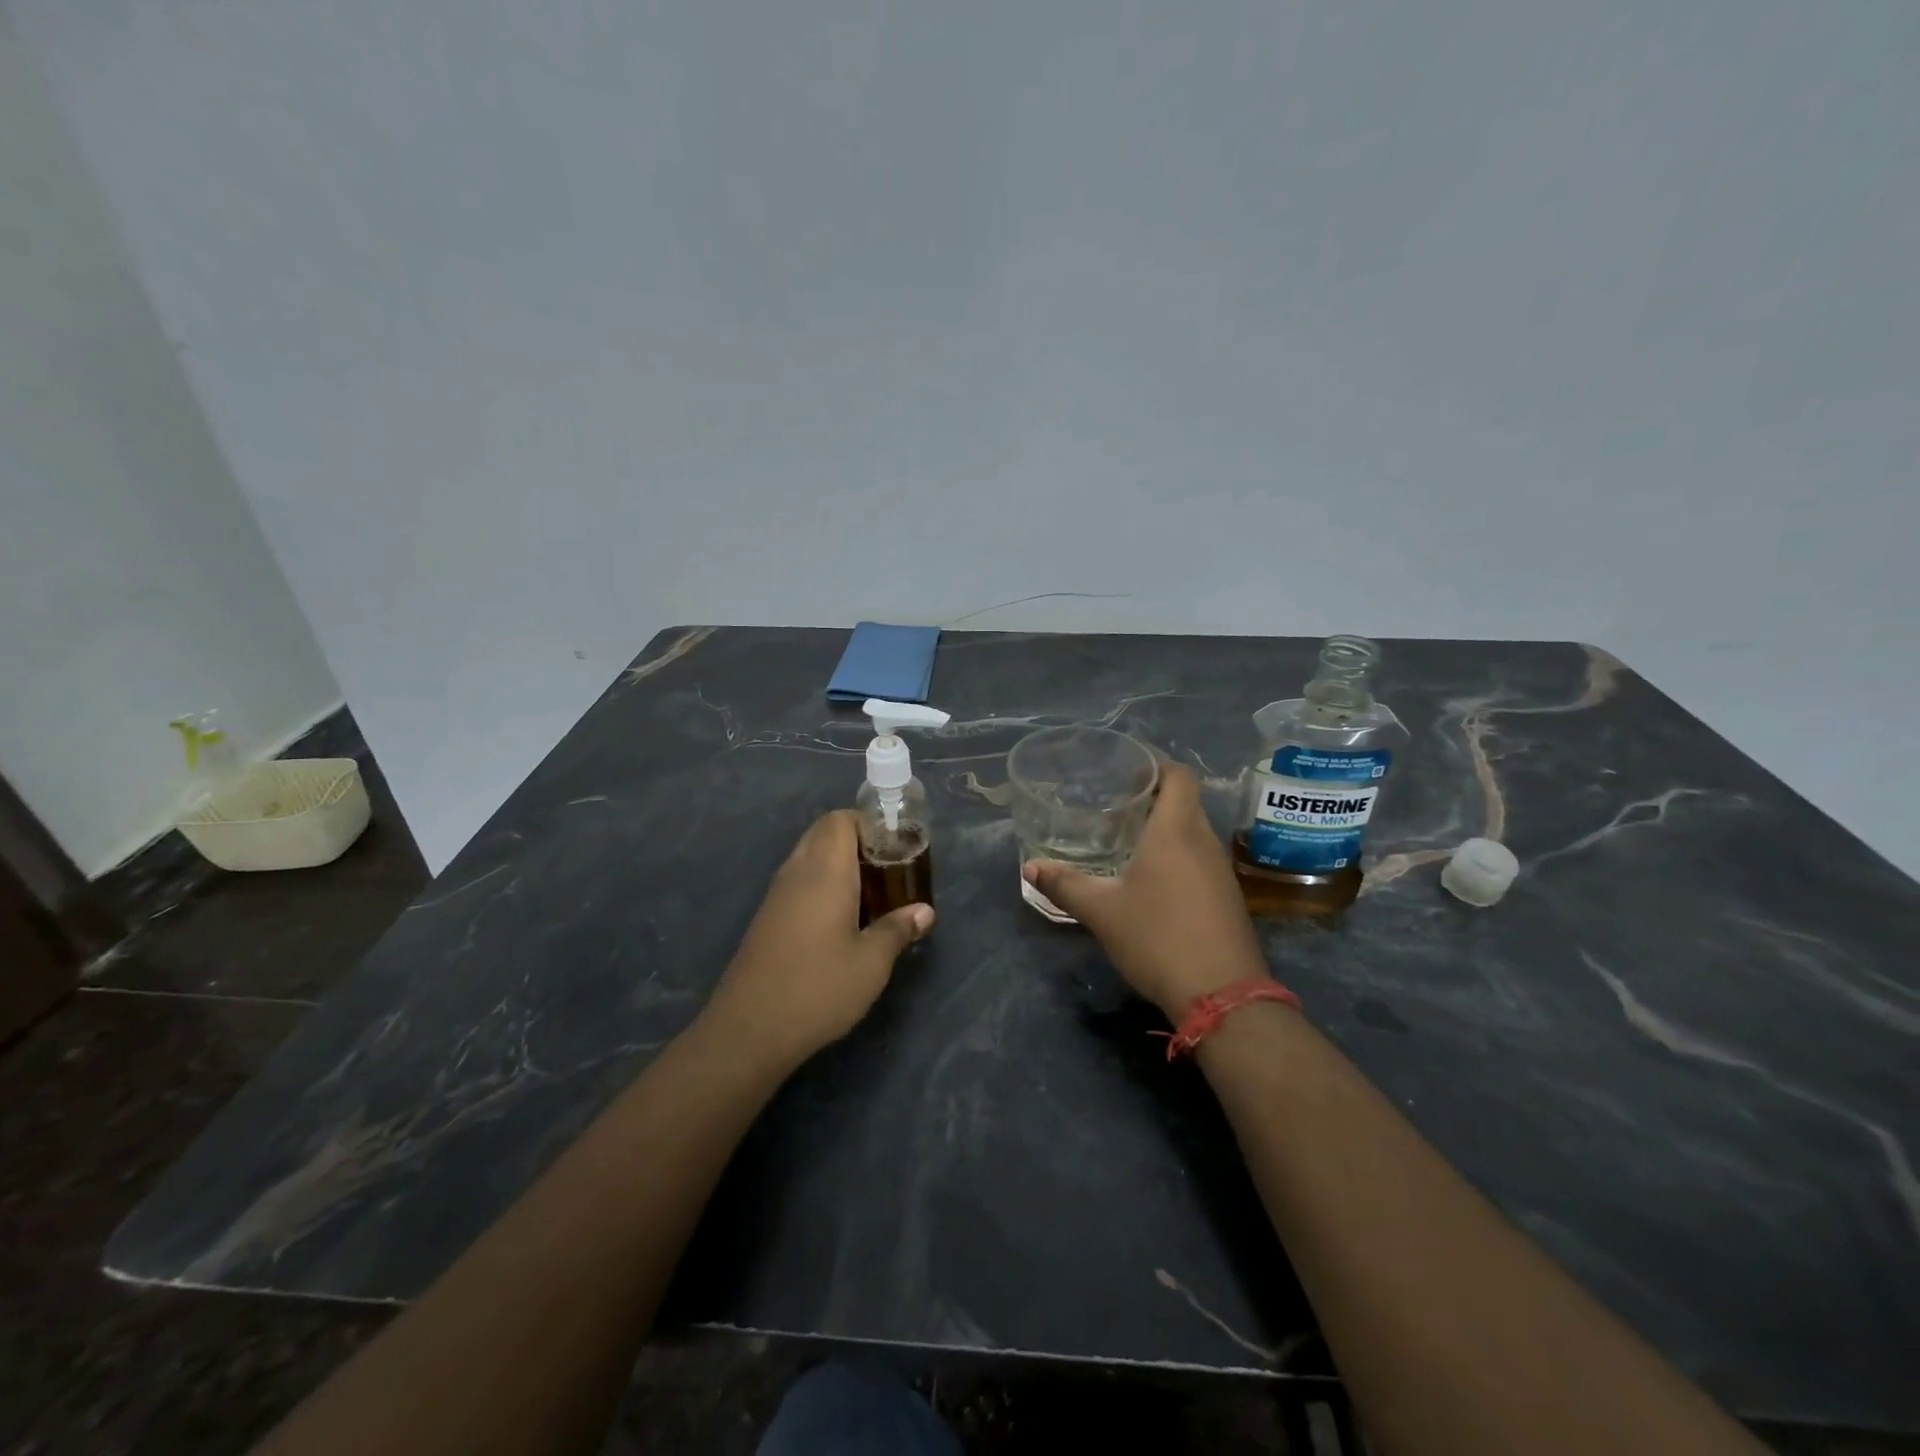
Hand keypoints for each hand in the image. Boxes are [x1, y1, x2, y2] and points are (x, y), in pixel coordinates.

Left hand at [703, 810, 932, 1068]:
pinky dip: (822, 886)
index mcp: (824, 871)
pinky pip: (798, 883)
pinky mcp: (767, 919)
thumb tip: (925, 911)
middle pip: (824, 834)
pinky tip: (842, 921)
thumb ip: (898, 930)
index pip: (840, 820)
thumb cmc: (818, 988)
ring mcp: (776, 896)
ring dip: (839, 865)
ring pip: (809, 858)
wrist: (749, 1030)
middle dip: (857, 842)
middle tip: (888, 871)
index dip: (869, 825)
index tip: (896, 848)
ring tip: (872, 895)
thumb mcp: (871, 963)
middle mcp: (797, 873)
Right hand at [1022, 764, 1268, 1019]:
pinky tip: (1153, 881)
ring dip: (1166, 829)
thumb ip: (1065, 885)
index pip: (1179, 776)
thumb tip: (1030, 868)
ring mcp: (1221, 872)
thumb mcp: (1102, 911)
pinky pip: (1201, 860)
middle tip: (1117, 806)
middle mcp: (1204, 842)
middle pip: (1186, 802)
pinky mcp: (1228, 899)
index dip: (1156, 766)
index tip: (1128, 772)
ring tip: (1130, 841)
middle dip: (1155, 798)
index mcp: (1176, 832)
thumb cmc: (1158, 938)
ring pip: (1194, 833)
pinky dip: (1178, 856)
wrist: (1222, 996)